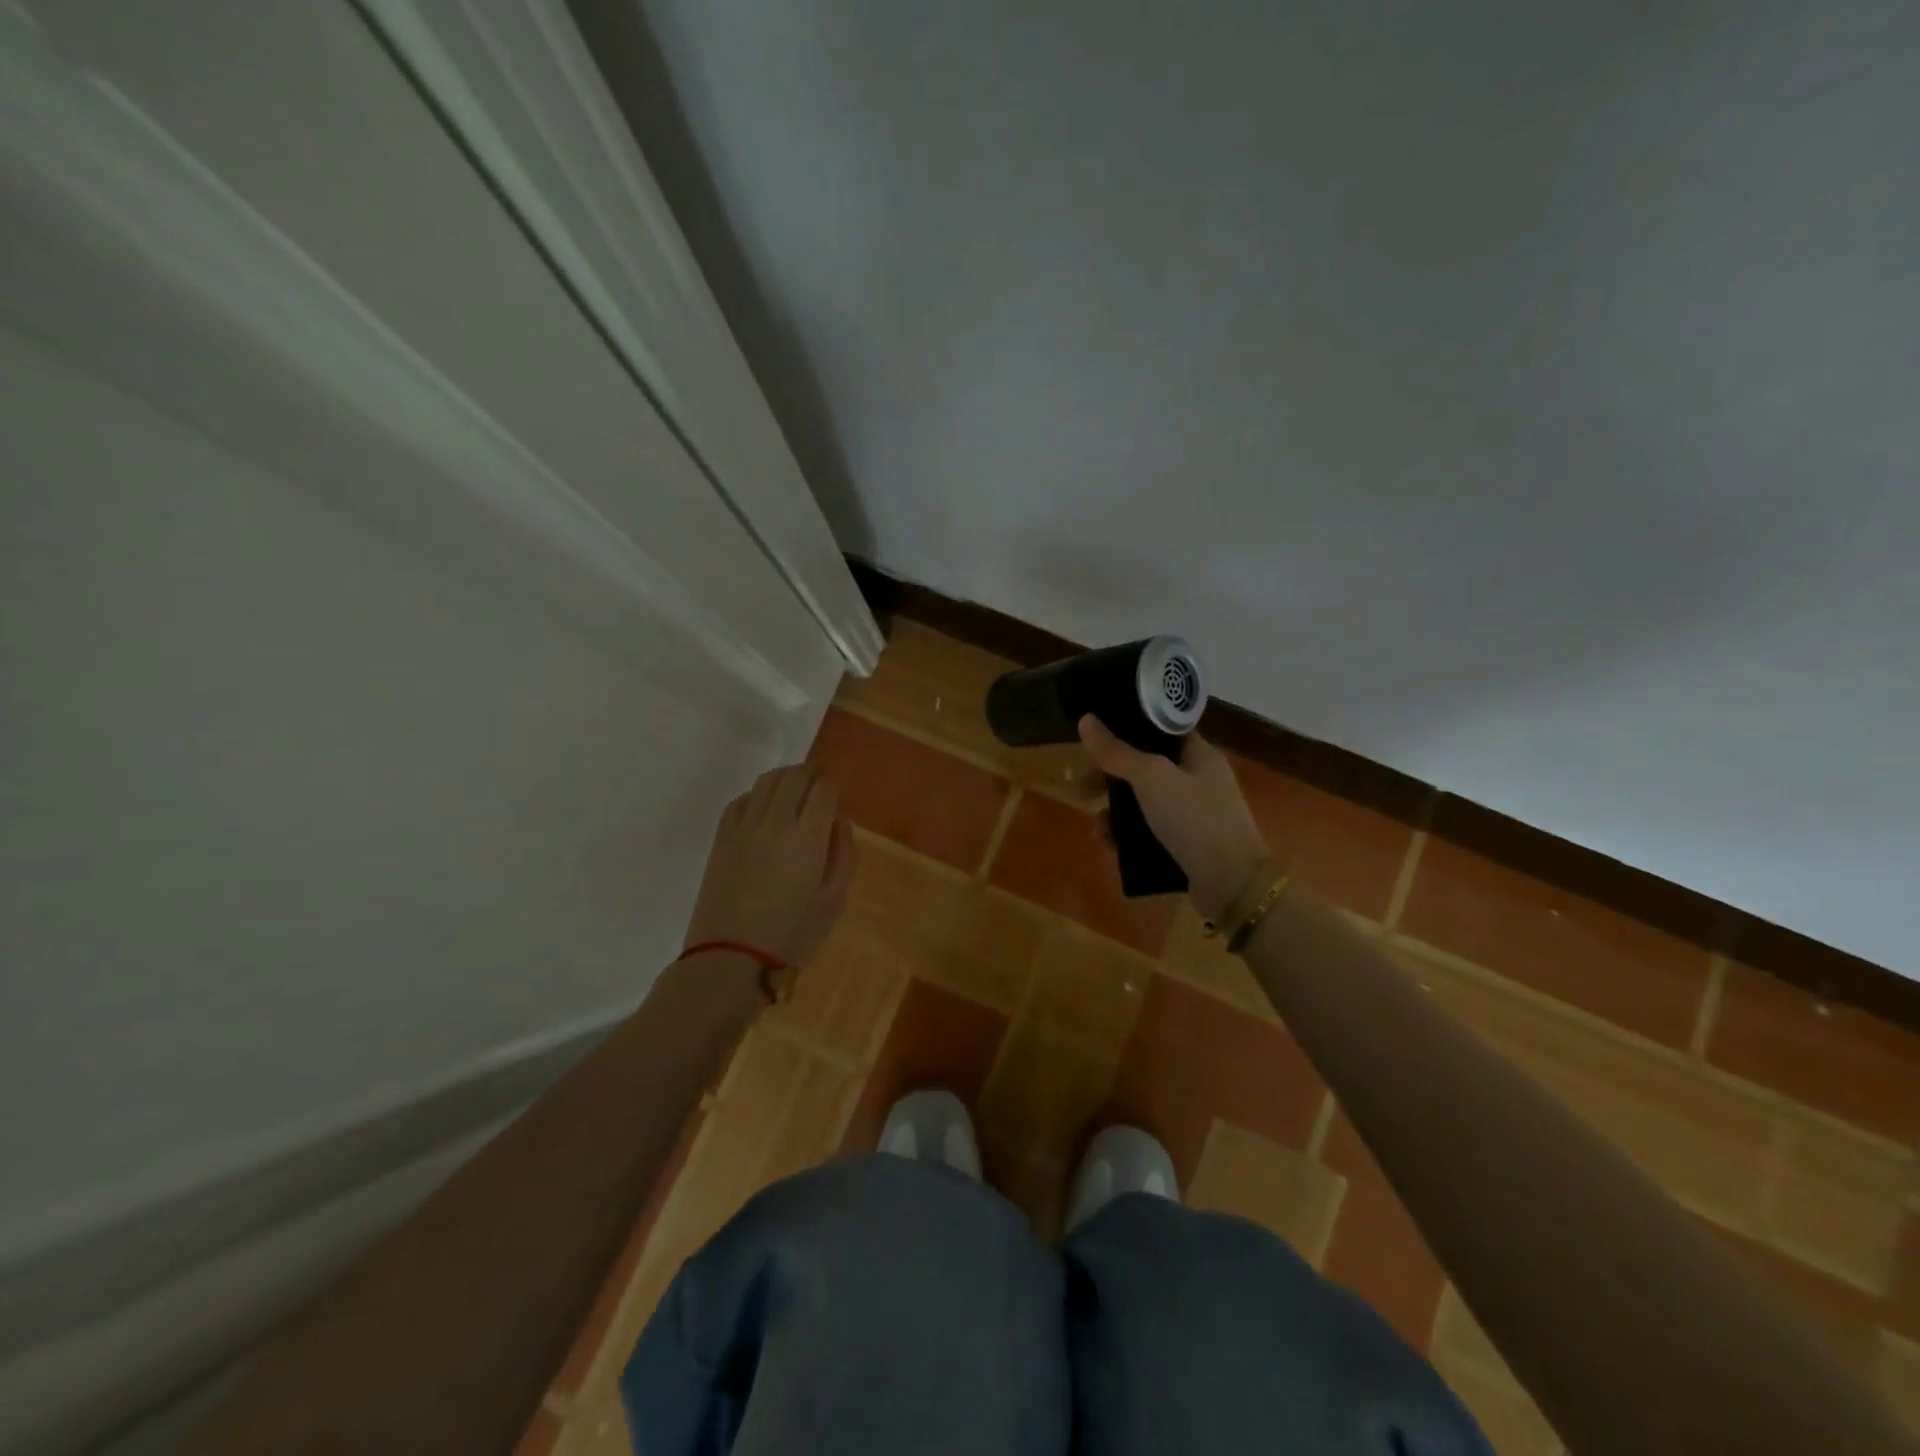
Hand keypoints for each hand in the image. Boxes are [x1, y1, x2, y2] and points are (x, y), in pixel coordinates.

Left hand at [683, 764, 855, 966]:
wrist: (730, 959)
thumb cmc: (792, 935)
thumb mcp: (834, 901)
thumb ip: (843, 856)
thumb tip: (840, 822)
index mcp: (807, 837)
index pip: (823, 790)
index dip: (832, 786)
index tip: (836, 794)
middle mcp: (775, 822)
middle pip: (794, 776)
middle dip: (811, 774)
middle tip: (818, 784)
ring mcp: (743, 827)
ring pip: (766, 781)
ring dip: (784, 777)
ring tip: (794, 789)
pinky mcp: (721, 838)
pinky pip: (741, 800)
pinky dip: (757, 795)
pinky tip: (764, 809)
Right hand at [1078, 717, 1268, 921]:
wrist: (1232, 884)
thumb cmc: (1194, 818)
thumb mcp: (1151, 777)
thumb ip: (1117, 751)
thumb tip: (1086, 720)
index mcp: (1200, 755)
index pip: (1162, 730)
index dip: (1129, 729)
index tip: (1096, 737)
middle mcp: (1200, 781)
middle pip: (1147, 768)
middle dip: (1112, 779)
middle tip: (1084, 789)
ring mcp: (1196, 815)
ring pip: (1145, 804)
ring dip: (1116, 812)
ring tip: (1097, 828)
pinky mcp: (1189, 846)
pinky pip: (1151, 833)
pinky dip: (1129, 837)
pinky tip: (1111, 846)